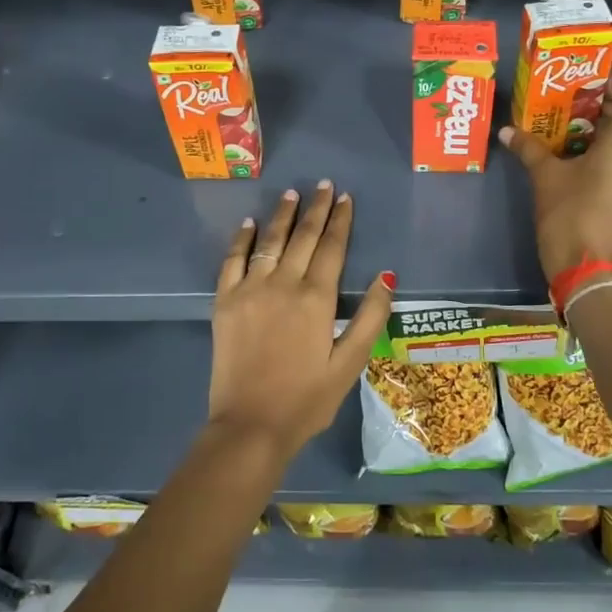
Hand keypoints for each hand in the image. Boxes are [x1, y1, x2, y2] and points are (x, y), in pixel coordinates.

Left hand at [207, 182, 393, 458]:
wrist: (250, 426)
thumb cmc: (307, 399)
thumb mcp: (350, 364)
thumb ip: (370, 318)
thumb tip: (386, 276)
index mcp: (317, 299)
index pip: (332, 247)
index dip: (341, 220)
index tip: (346, 197)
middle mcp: (283, 284)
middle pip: (303, 237)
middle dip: (316, 209)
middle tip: (323, 185)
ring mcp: (250, 290)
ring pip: (269, 241)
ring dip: (283, 215)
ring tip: (293, 194)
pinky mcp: (224, 302)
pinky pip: (233, 260)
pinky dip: (242, 239)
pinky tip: (249, 223)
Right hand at [500, 77, 611, 281]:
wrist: (591, 267)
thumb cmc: (571, 211)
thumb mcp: (546, 175)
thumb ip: (529, 147)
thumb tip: (506, 131)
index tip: (584, 92)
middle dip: (604, 113)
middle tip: (569, 115)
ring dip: (609, 138)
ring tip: (573, 142)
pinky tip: (584, 169)